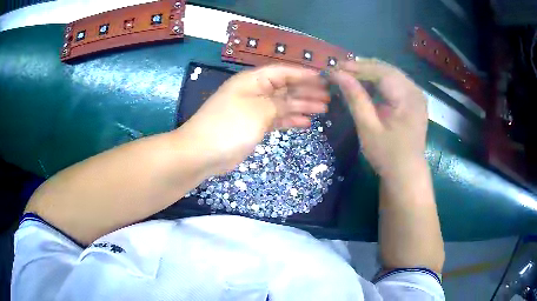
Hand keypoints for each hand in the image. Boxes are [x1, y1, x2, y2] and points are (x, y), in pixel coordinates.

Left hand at [181, 64, 329, 173]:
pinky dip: (291, 120)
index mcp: (253, 80)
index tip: (323, 77)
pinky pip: (277, 119)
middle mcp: (255, 91)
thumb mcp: (259, 110)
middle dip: (307, 91)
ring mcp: (254, 110)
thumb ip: (280, 103)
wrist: (202, 152)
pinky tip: (306, 123)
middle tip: (328, 96)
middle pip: (285, 88)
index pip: (283, 72)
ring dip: (302, 106)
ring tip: (323, 108)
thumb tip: (293, 101)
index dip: (303, 74)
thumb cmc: (230, 126)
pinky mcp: (254, 126)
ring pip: (283, 104)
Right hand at [330, 59, 427, 178]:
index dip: (356, 67)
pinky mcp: (413, 101)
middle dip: (362, 67)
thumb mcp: (368, 128)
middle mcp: (415, 90)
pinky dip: (377, 81)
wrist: (406, 174)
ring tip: (348, 75)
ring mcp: (415, 95)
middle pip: (386, 69)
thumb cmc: (388, 155)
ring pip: (390, 74)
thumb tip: (337, 74)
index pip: (380, 72)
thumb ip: (355, 98)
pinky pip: (394, 83)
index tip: (334, 67)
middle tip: (339, 69)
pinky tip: (364, 84)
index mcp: (408, 96)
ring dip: (369, 73)